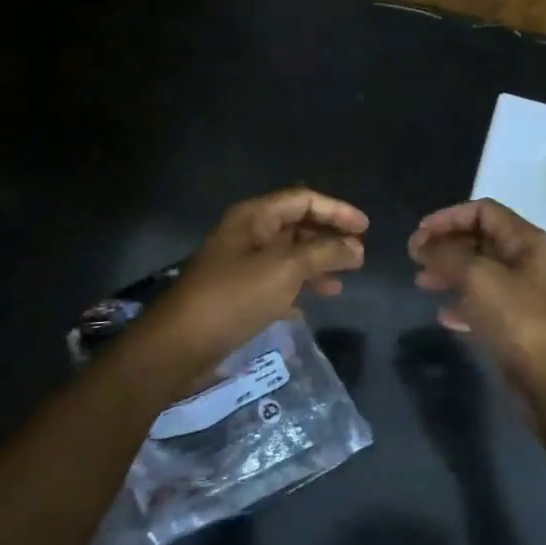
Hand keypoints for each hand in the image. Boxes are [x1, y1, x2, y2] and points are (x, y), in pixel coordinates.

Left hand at [132, 187, 366, 388]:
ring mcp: (241, 264)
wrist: (179, 345)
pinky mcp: (237, 294)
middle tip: (359, 257)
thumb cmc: (234, 297)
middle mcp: (247, 234)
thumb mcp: (285, 270)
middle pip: (296, 225)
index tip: (366, 229)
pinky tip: (310, 307)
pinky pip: (276, 283)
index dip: (337, 210)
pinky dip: (296, 290)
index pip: (303, 199)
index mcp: (254, 217)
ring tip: (341, 284)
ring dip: (316, 266)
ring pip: (288, 256)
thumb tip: (356, 247)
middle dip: (329, 239)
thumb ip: (324, 253)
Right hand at [409, 199, 545, 396]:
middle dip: (445, 245)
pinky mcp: (515, 319)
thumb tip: (424, 246)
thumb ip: (447, 256)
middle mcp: (526, 259)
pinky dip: (461, 302)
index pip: (483, 210)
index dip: (448, 217)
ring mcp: (522, 291)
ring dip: (448, 272)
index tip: (420, 234)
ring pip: (478, 270)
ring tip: (421, 283)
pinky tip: (443, 316)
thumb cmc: (515, 317)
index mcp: (525, 240)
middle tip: (415, 258)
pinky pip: (482, 301)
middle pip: (479, 239)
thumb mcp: (477, 277)